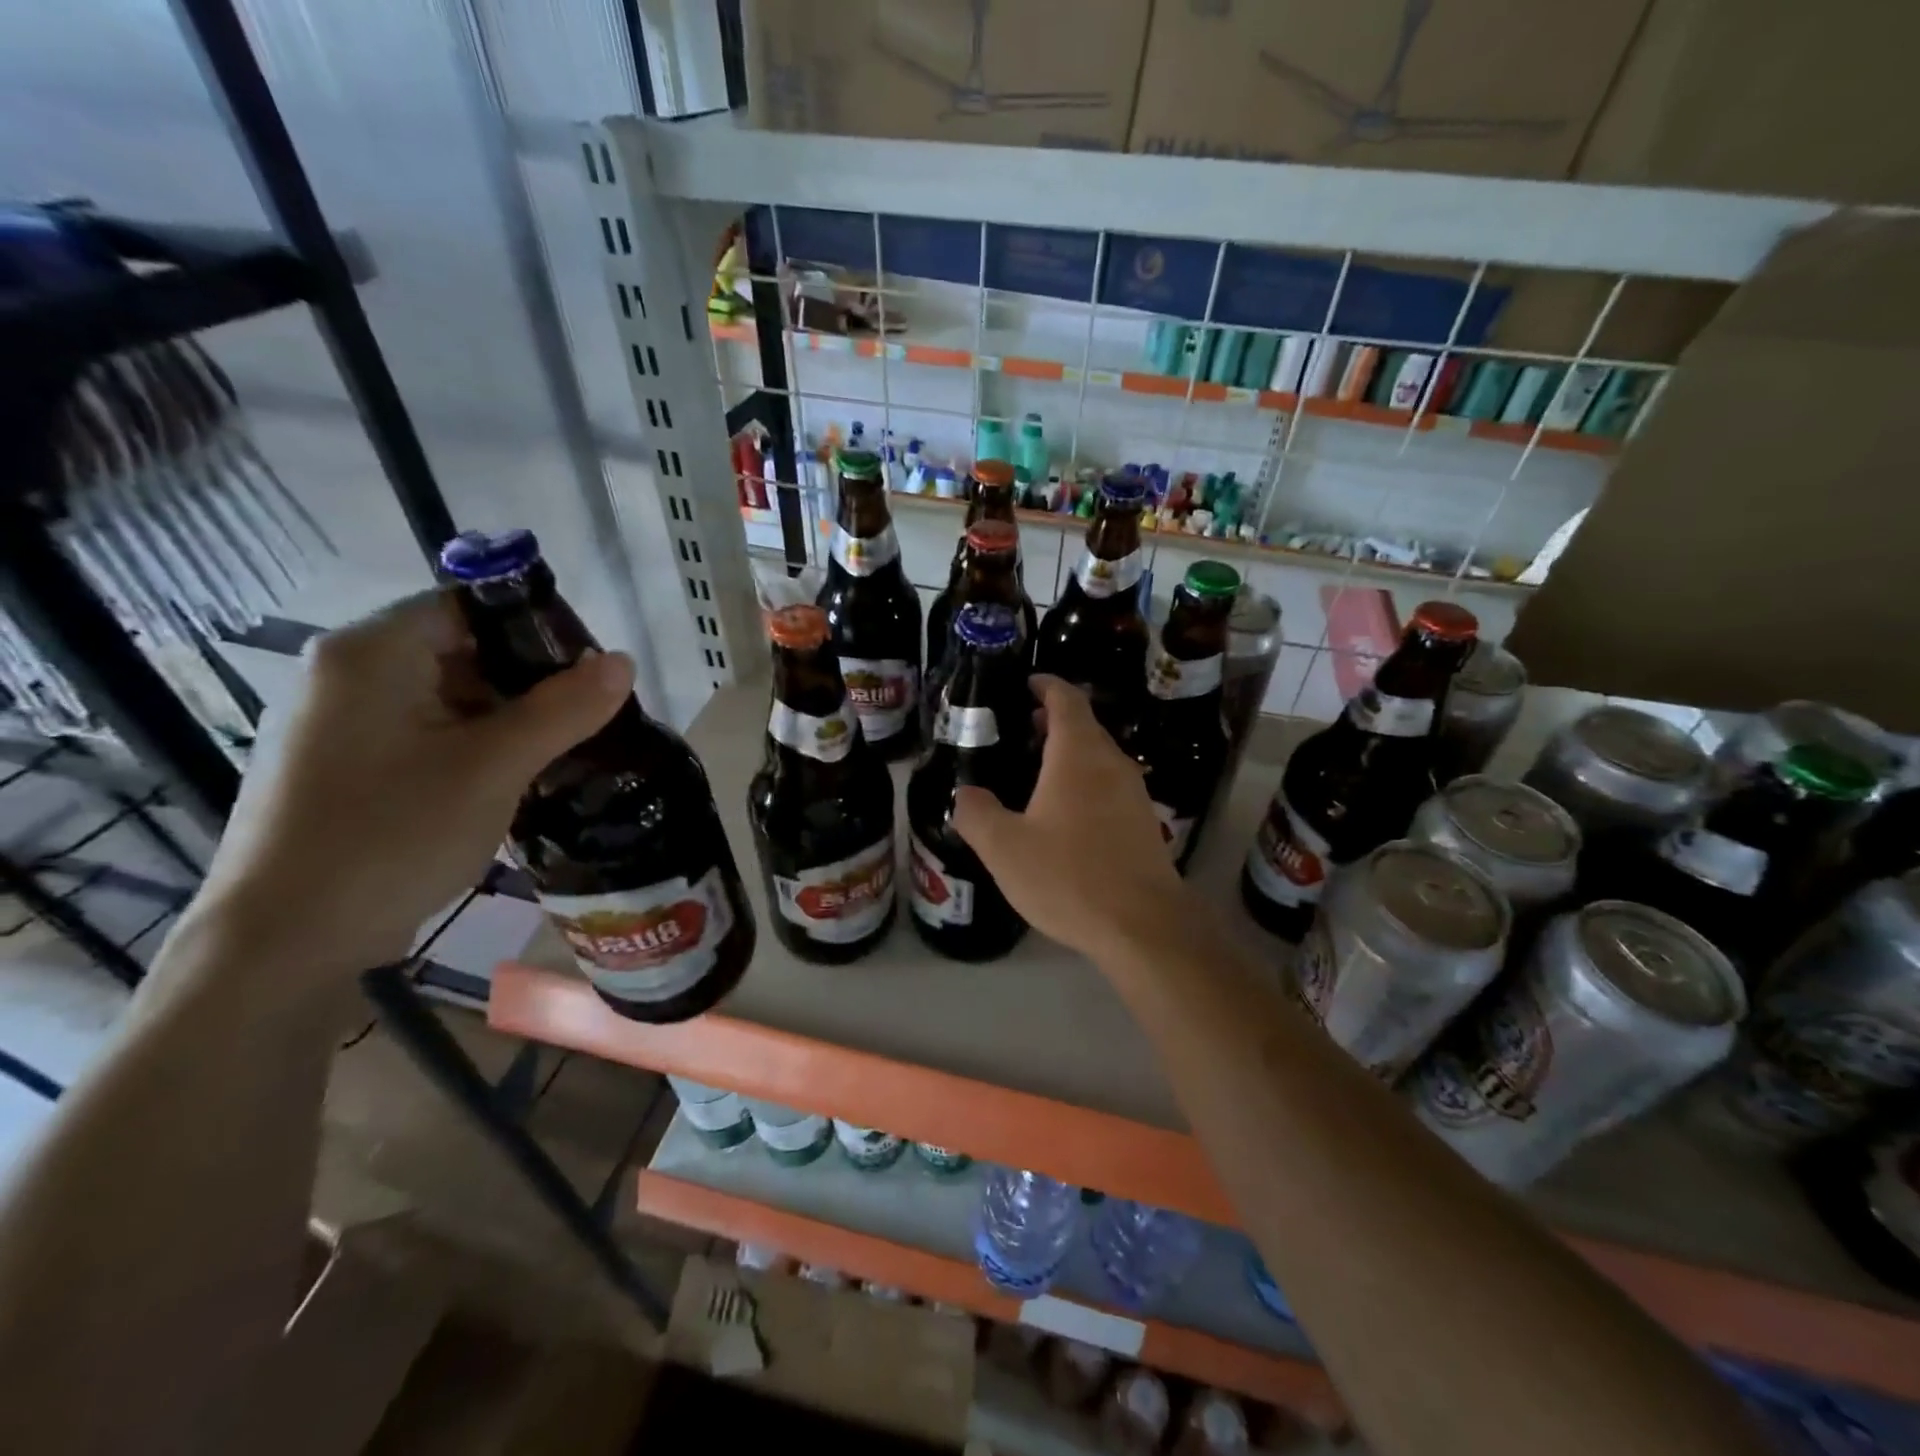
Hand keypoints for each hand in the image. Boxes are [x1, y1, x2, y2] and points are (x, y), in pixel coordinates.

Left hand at [187, 591, 632, 979]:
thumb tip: (624, 661)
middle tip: (587, 716)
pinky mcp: (345, 768)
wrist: (285, 943)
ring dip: (508, 719)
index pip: (469, 605)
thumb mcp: (494, 767)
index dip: (537, 629)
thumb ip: (563, 708)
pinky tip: (513, 780)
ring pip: (448, 697)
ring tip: (562, 751)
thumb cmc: (391, 835)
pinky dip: (475, 747)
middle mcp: (347, 675)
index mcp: (371, 653)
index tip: (591, 671)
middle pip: (461, 650)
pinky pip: (427, 735)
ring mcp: (341, 724)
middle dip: (529, 681)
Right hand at [952, 675, 1187, 961]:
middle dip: (1053, 720)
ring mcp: (1134, 792)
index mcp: (1077, 755)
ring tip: (1036, 771)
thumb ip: (977, 814)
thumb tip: (966, 793)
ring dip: (1069, 753)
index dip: (1046, 685)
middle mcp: (1111, 763)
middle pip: (1084, 725)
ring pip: (1098, 756)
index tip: (1027, 683)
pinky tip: (1065, 814)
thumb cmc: (1069, 877)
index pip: (1066, 699)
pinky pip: (1109, 785)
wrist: (1144, 925)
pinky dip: (1085, 781)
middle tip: (1020, 729)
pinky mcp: (1144, 822)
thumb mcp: (1005, 848)